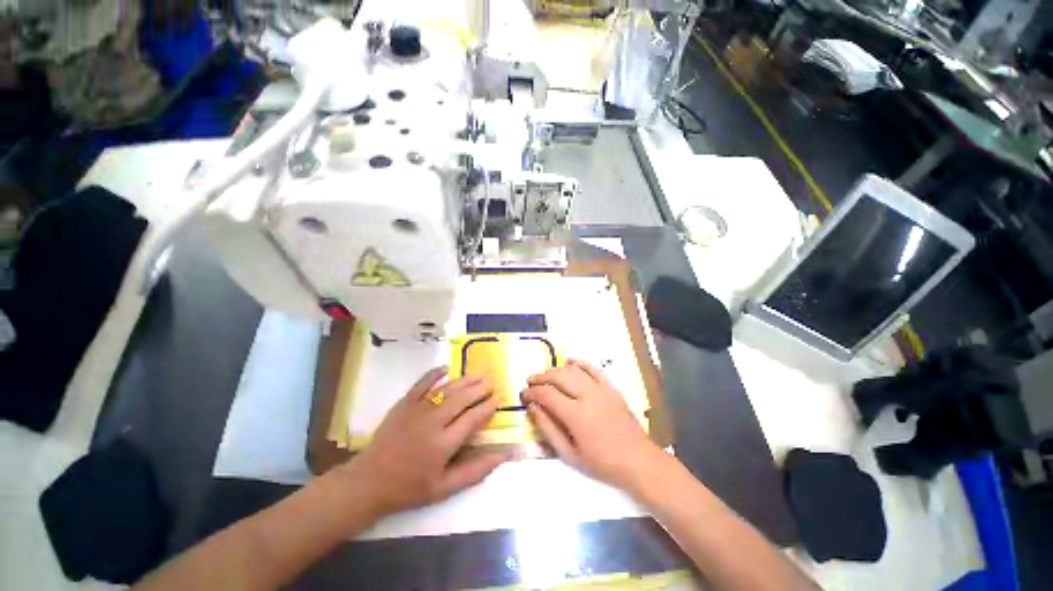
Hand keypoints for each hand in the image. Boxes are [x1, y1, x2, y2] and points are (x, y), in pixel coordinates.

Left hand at [342, 368, 508, 518]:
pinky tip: (446, 368)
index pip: (472, 419)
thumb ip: (476, 470)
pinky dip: (434, 373)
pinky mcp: (403, 404)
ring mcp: (417, 410)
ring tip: (479, 375)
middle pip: (462, 399)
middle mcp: (432, 422)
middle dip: (480, 389)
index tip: (498, 400)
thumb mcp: (445, 488)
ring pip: (447, 389)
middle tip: (492, 383)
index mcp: (443, 444)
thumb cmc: (409, 487)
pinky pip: (421, 383)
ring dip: (465, 380)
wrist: (369, 481)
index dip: (488, 407)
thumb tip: (505, 455)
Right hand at [521, 359, 662, 492]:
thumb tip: (533, 407)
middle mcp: (588, 395)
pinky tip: (569, 363)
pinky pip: (592, 368)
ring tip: (546, 376)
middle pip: (558, 376)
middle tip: (530, 382)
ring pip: (573, 369)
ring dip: (556, 370)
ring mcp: (601, 388)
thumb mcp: (569, 454)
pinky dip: (579, 363)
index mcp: (576, 415)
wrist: (637, 460)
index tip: (523, 394)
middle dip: (541, 377)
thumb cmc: (601, 463)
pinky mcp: (611, 387)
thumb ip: (548, 428)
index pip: (547, 394)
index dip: (532, 392)